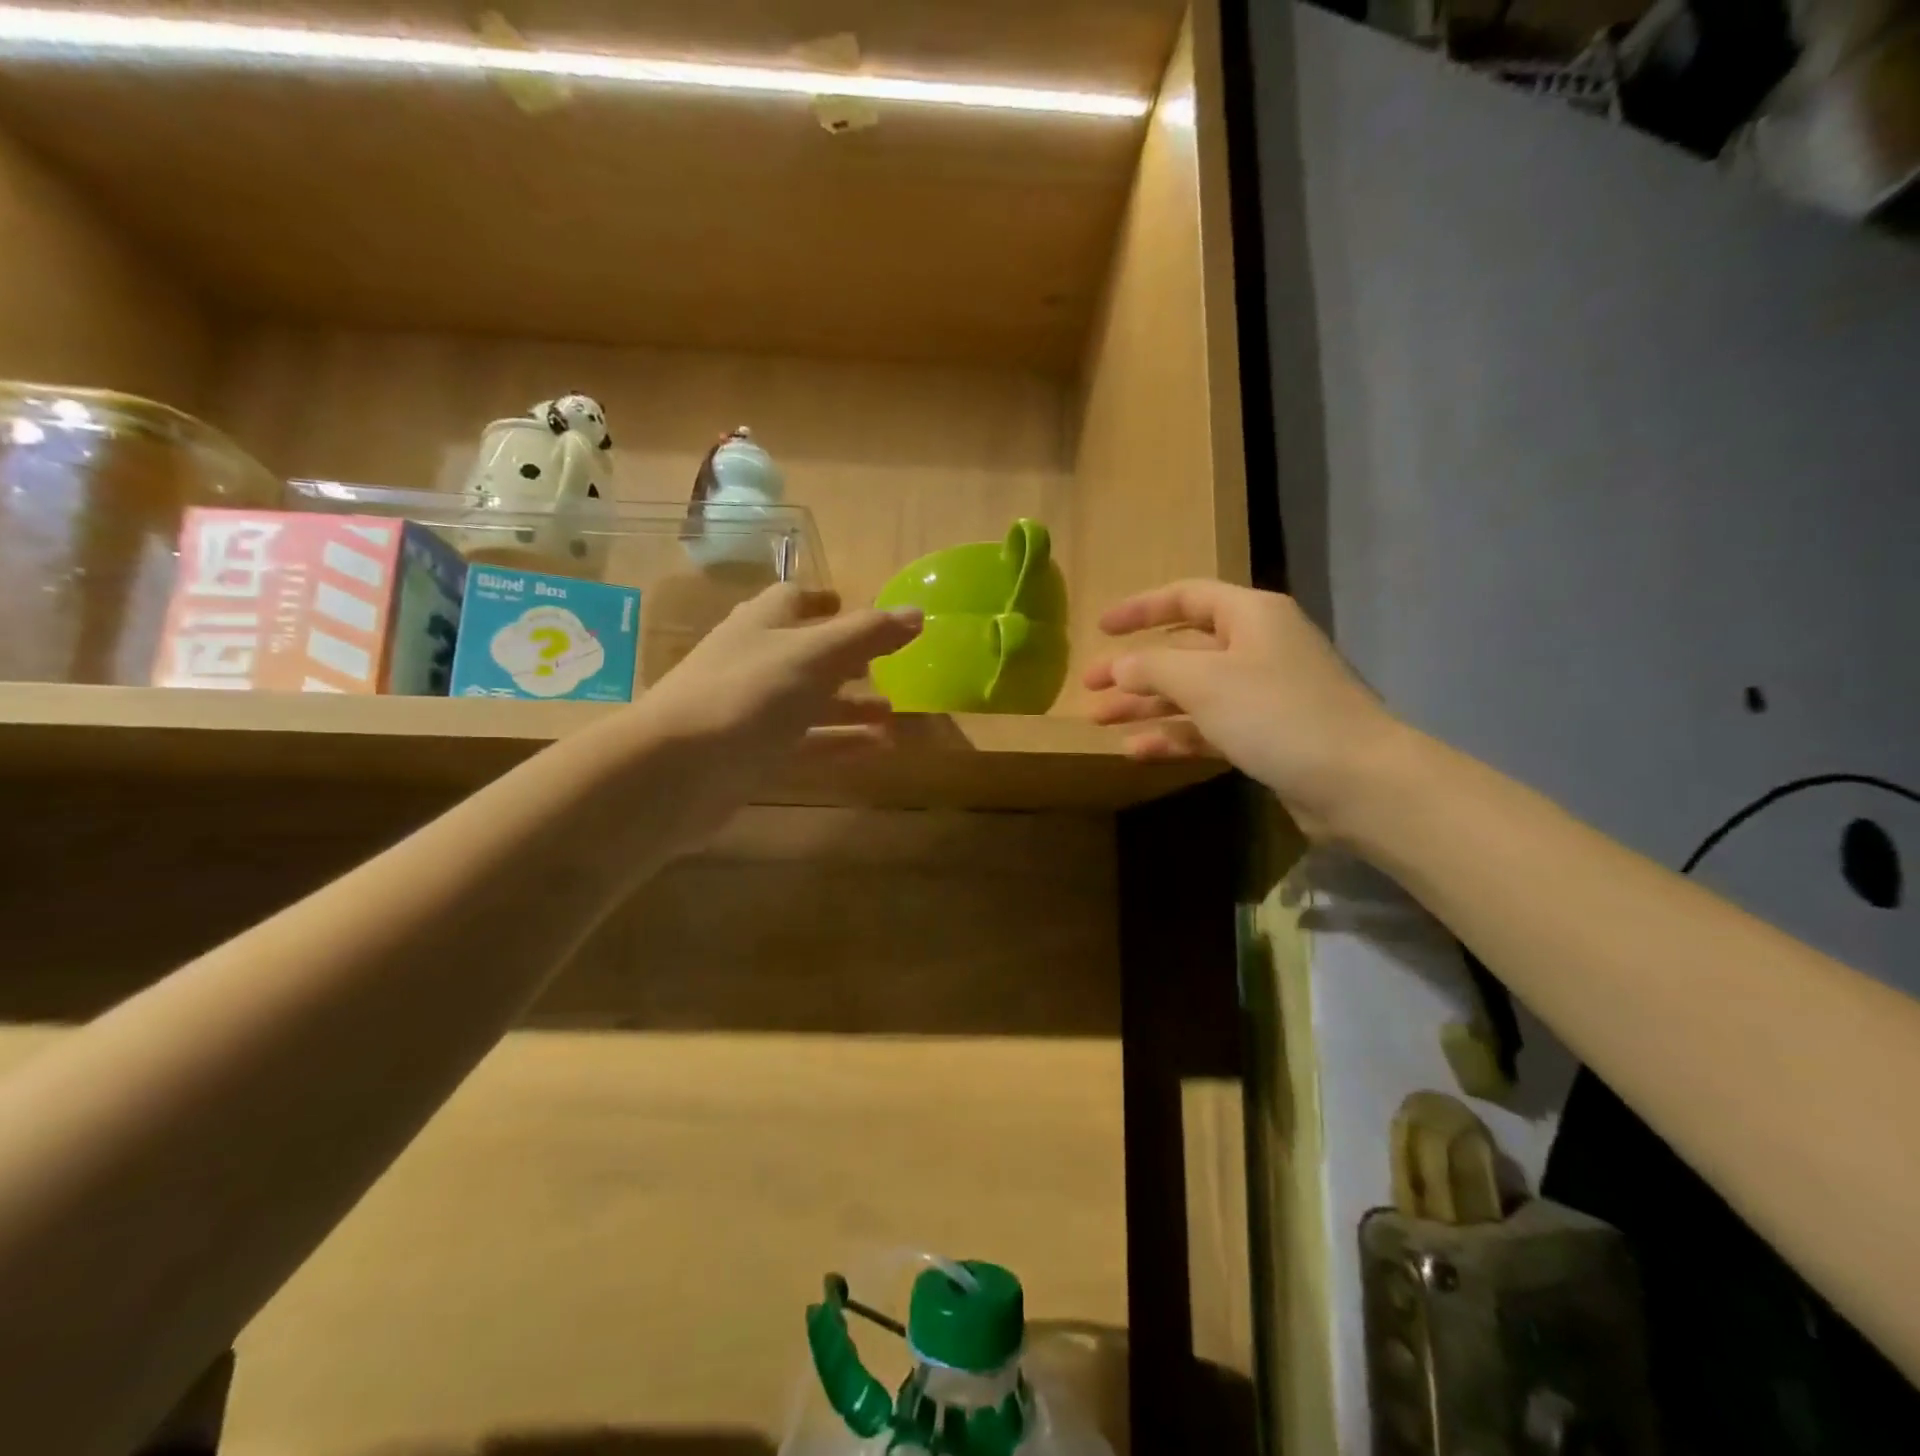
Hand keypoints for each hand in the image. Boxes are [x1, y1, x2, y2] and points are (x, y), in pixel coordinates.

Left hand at [634, 583, 920, 778]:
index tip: (851, 605)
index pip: (792, 599)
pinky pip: (805, 743)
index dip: (823, 600)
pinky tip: (877, 749)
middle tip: (888, 670)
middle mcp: (754, 661)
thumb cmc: (748, 695)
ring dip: (850, 706)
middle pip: (806, 653)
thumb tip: (917, 613)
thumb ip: (868, 634)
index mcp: (762, 624)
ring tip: (894, 716)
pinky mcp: (752, 755)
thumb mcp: (815, 655)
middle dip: (847, 660)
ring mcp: (749, 711)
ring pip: (809, 702)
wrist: (676, 770)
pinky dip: (840, 741)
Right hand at [1084, 580, 1403, 838]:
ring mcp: (1263, 694)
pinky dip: (1174, 735)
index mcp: (1250, 615)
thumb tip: (1119, 666)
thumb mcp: (1205, 681)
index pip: (1186, 598)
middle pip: (1183, 650)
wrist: (1356, 781)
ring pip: (1192, 692)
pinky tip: (1138, 750)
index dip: (1140, 609)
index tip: (1100, 627)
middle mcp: (1257, 647)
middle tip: (1089, 687)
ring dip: (1146, 705)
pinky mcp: (1266, 736)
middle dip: (1134, 668)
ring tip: (1100, 721)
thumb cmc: (1276, 713)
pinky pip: (1208, 727)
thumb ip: (1153, 667)